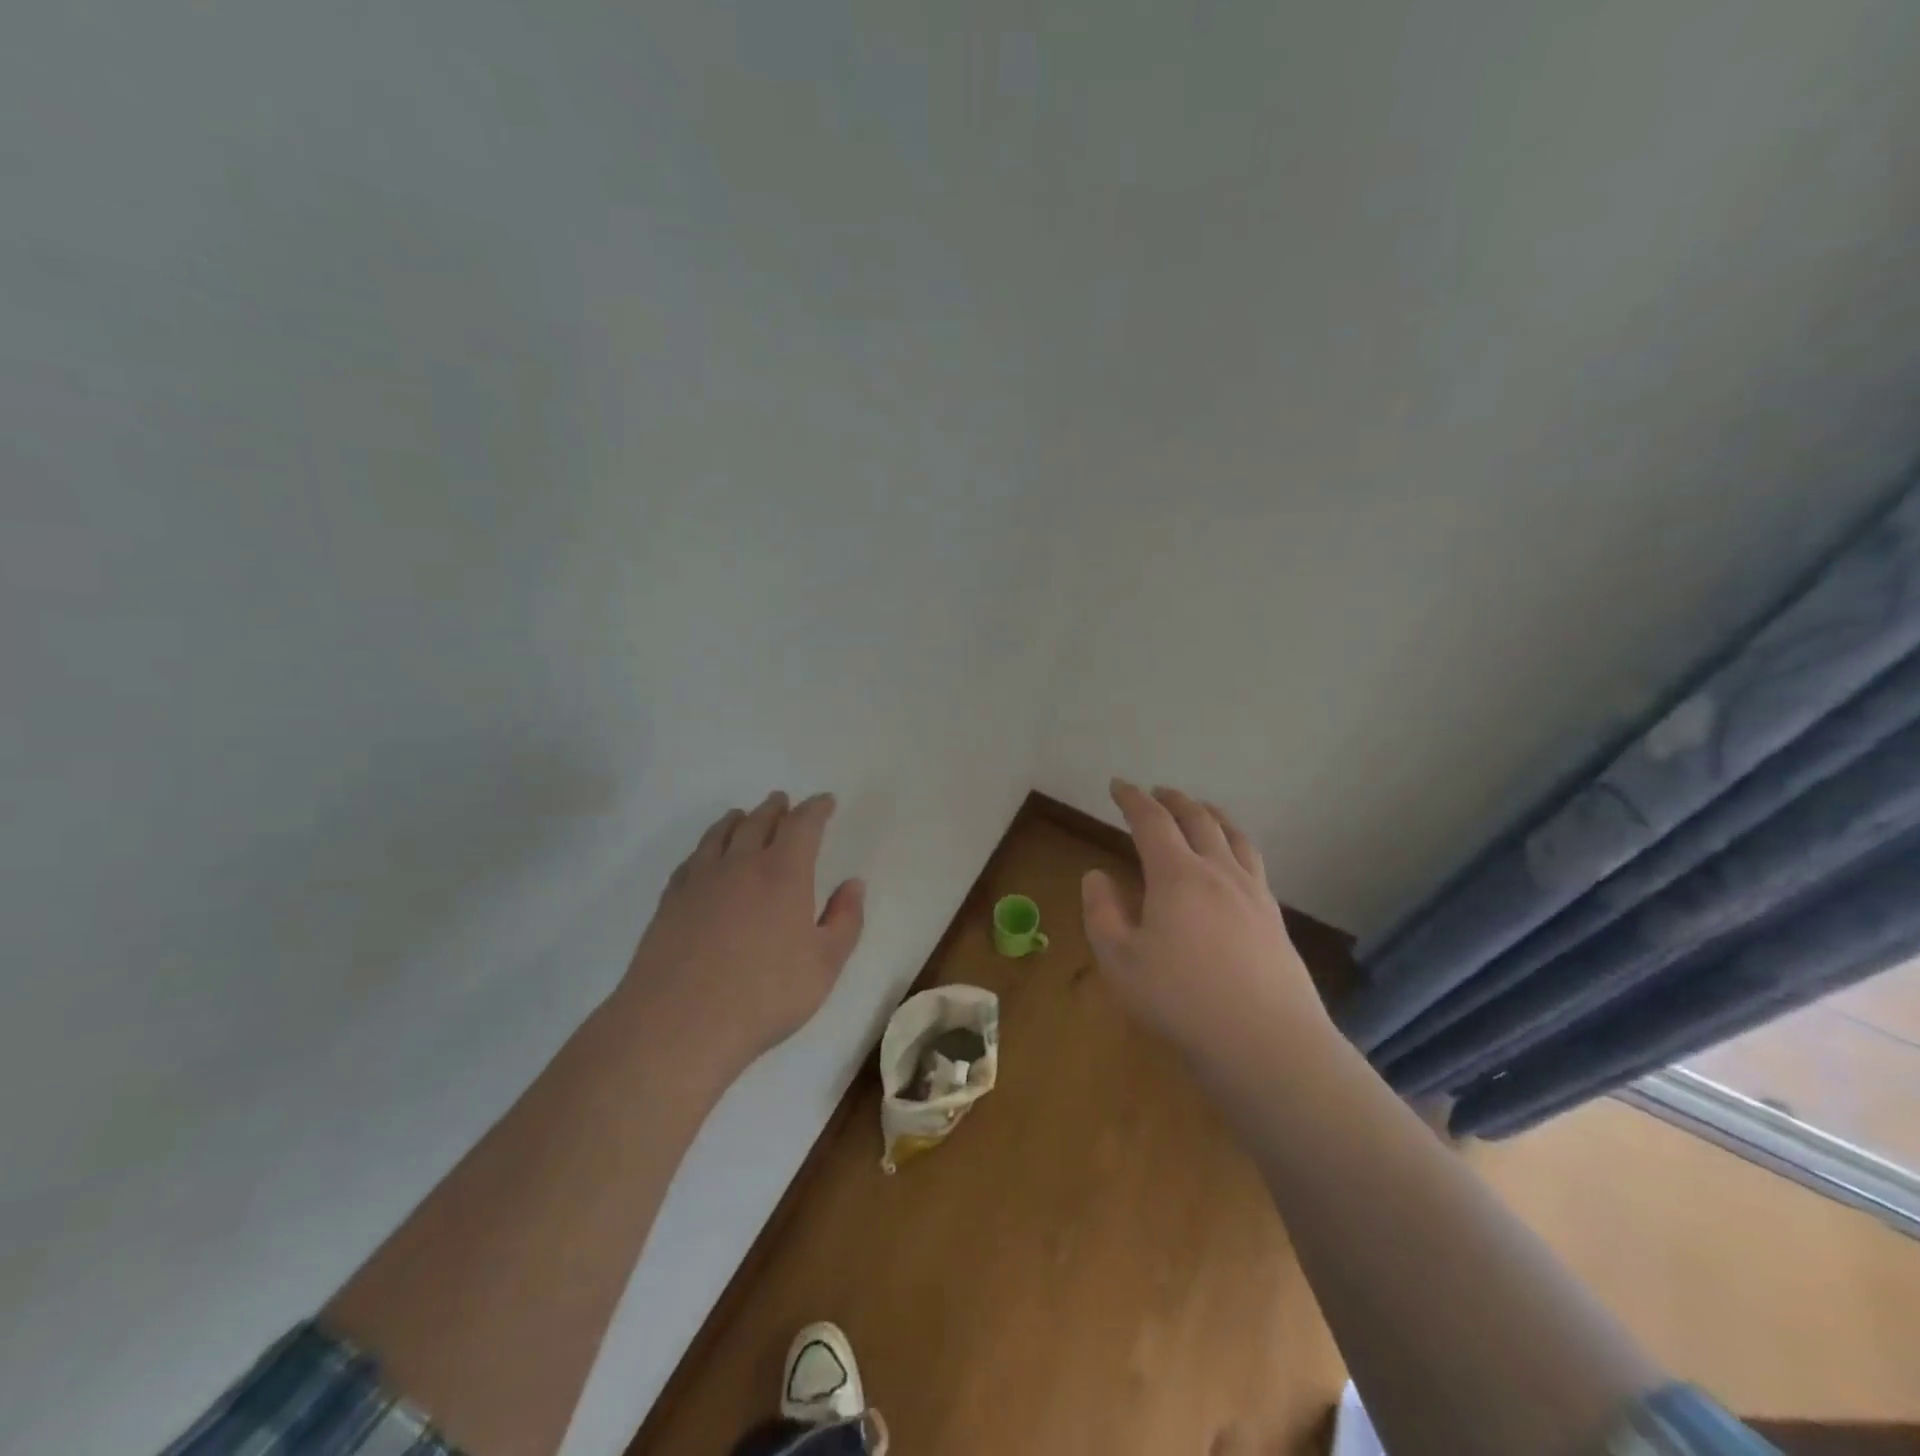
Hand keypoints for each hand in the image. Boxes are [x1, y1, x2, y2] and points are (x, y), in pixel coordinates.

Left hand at [616, 790, 865, 1075]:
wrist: (679, 1023)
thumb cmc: (764, 995)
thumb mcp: (824, 964)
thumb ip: (845, 920)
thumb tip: (853, 884)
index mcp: (784, 873)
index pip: (803, 825)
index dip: (817, 809)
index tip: (826, 801)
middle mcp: (742, 864)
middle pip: (760, 821)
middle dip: (776, 808)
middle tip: (783, 801)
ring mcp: (701, 880)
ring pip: (721, 834)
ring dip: (738, 819)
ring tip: (743, 815)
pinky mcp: (671, 900)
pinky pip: (693, 858)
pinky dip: (706, 845)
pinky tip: (706, 855)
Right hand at [1081, 781, 1328, 1070]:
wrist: (1267, 1043)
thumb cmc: (1181, 1001)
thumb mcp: (1120, 961)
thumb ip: (1102, 913)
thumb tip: (1096, 875)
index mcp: (1177, 875)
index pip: (1151, 821)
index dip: (1132, 799)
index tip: (1117, 785)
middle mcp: (1218, 872)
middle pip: (1198, 819)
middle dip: (1173, 800)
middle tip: (1157, 792)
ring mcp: (1253, 894)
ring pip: (1233, 836)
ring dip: (1211, 815)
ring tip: (1202, 810)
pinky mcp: (1275, 919)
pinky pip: (1253, 862)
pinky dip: (1236, 844)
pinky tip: (1234, 862)